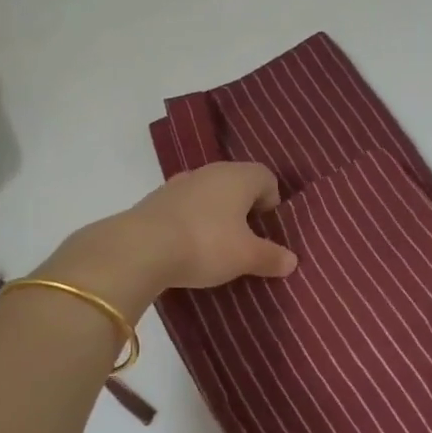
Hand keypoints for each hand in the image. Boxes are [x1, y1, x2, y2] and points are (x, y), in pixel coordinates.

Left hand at [43, 163, 296, 315]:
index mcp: (238, 177)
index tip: (267, 228)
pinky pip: (185, 207)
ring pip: (209, 194)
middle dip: (244, 208)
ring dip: (216, 214)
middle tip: (246, 239)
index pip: (266, 177)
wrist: (139, 248)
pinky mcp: (155, 200)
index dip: (272, 202)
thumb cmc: (205, 244)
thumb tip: (292, 260)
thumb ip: (271, 257)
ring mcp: (179, 184)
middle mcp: (210, 172)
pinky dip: (192, 222)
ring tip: (217, 245)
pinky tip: (188, 247)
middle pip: (237, 183)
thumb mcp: (245, 257)